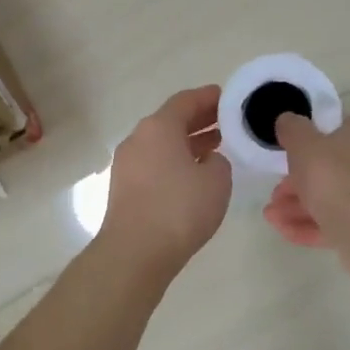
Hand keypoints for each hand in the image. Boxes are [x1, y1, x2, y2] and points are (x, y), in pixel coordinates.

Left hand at [100, 85, 232, 271]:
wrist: (135, 252)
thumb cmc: (180, 209)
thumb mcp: (216, 181)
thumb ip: (218, 162)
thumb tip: (207, 161)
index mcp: (158, 127)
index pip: (185, 101)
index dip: (208, 97)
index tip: (226, 97)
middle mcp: (138, 139)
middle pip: (170, 121)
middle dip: (199, 120)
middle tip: (225, 122)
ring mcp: (126, 164)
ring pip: (161, 144)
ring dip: (187, 143)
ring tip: (215, 148)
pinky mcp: (123, 187)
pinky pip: (153, 163)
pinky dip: (174, 161)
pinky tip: (192, 175)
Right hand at [263, 104, 349, 248]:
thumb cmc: (338, 177)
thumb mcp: (303, 146)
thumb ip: (293, 130)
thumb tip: (288, 120)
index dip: (340, 127)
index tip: (314, 141)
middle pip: (345, 163)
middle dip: (307, 178)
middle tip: (279, 191)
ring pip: (343, 195)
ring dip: (305, 204)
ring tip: (274, 216)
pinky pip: (348, 220)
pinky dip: (319, 225)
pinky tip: (287, 232)